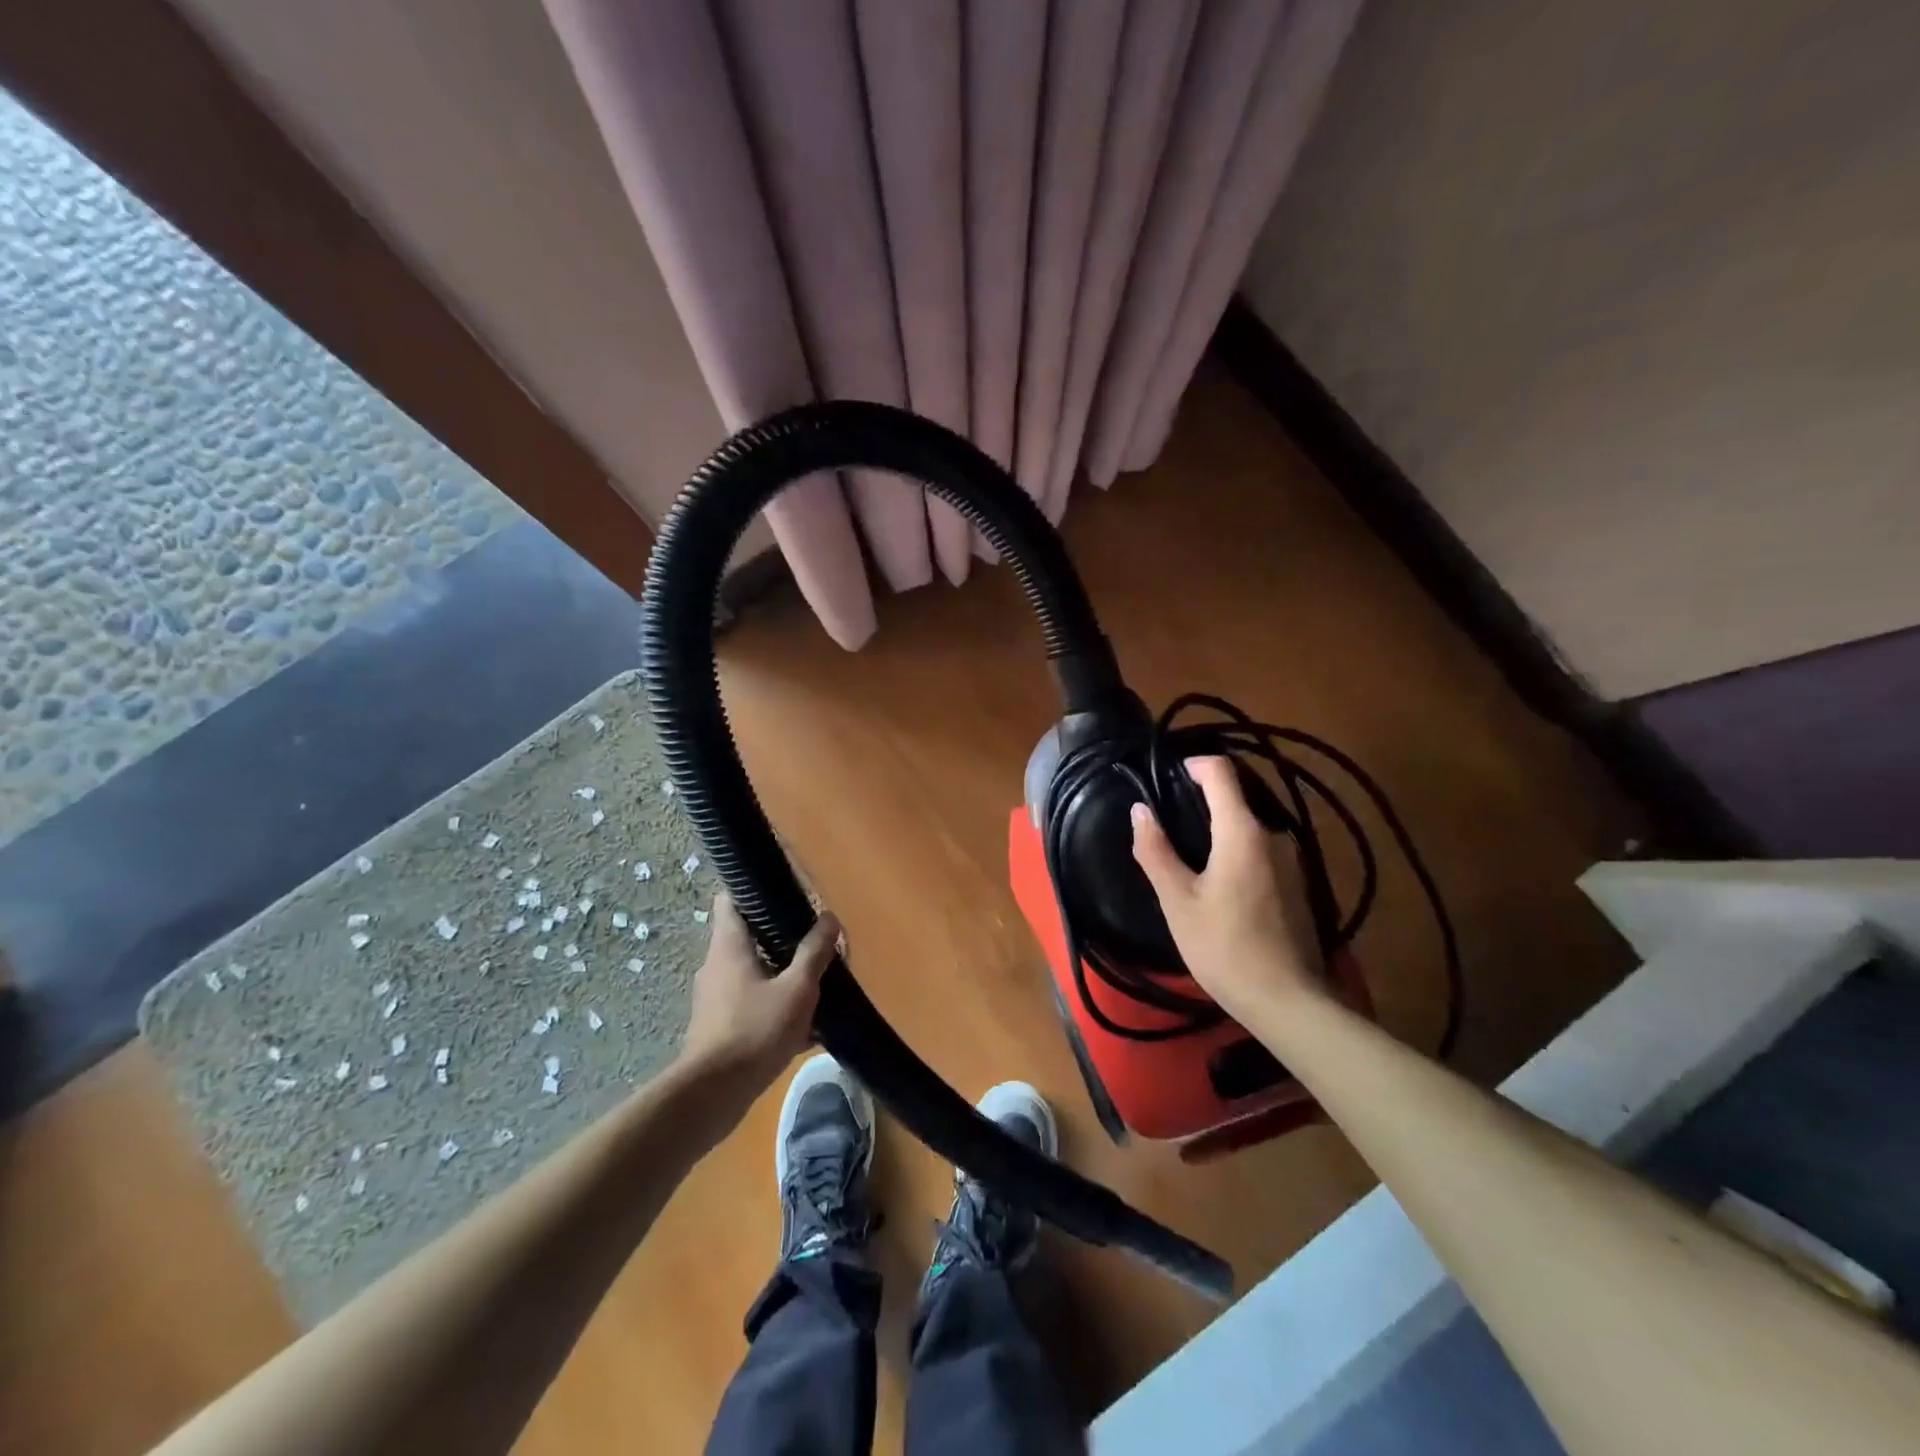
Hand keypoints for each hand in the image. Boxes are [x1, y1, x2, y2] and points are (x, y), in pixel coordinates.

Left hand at [674, 893, 839, 1113]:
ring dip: (783, 974)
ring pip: (755, 972)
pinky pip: (754, 1004)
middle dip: (782, 936)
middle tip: (815, 938)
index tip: (786, 890)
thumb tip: (828, 918)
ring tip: (818, 980)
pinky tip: (808, 1025)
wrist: (713, 1096)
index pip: (731, 899)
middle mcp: (717, 965)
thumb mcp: (797, 989)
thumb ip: (814, 952)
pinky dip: (777, 1006)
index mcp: (729, 946)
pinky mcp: (721, 1026)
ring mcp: (716, 997)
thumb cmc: (755, 1031)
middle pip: (749, 936)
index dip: (755, 889)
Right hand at [1130, 756, 1324, 1027]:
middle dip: (1199, 800)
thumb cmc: (1223, 947)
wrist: (1287, 1001)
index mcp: (1242, 831)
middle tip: (1165, 823)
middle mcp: (1273, 834)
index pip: (1221, 771)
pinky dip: (1234, 850)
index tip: (1165, 778)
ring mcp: (1291, 859)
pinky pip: (1259, 849)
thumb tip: (1140, 809)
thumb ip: (1156, 850)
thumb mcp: (1177, 901)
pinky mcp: (1297, 882)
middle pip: (1234, 797)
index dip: (1192, 764)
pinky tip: (1216, 882)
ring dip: (1216, 829)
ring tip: (1186, 855)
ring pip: (1247, 826)